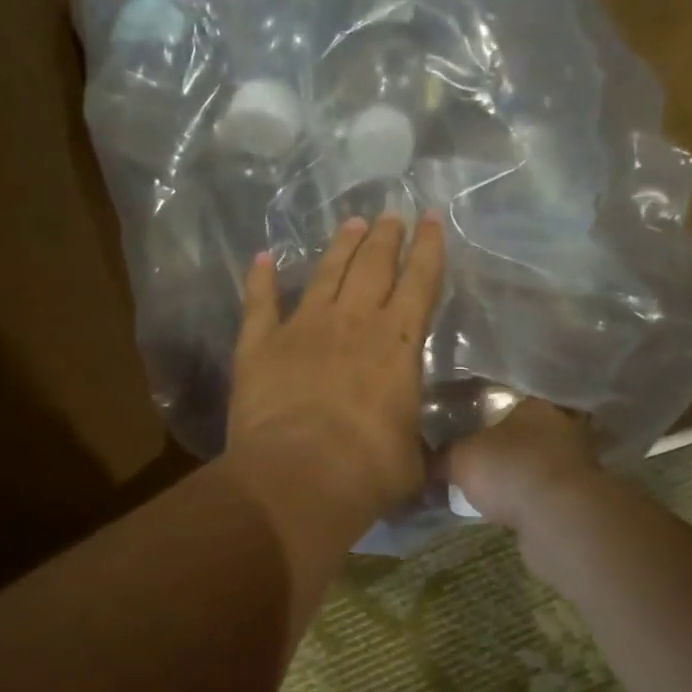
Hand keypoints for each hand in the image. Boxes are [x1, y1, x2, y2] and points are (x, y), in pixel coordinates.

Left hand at [226, 211, 445, 567]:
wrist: (297, 476)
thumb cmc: (367, 471)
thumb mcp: (412, 461)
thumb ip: (417, 446)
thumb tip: (423, 454)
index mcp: (398, 344)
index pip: (420, 282)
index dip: (429, 248)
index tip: (431, 218)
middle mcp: (353, 322)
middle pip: (373, 265)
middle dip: (386, 237)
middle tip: (391, 214)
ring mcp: (302, 327)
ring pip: (326, 273)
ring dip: (340, 246)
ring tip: (351, 223)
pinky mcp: (259, 343)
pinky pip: (260, 301)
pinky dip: (260, 278)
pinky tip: (262, 258)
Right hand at [447, 398, 600, 531]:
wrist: (559, 518)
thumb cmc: (509, 470)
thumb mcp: (458, 458)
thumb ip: (441, 456)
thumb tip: (423, 461)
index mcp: (534, 405)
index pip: (509, 401)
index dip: (488, 415)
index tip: (470, 430)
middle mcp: (562, 427)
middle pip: (529, 432)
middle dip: (508, 446)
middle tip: (480, 461)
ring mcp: (578, 462)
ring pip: (542, 463)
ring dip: (524, 475)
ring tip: (494, 490)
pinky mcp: (583, 497)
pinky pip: (549, 492)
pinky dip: (534, 500)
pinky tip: (513, 510)